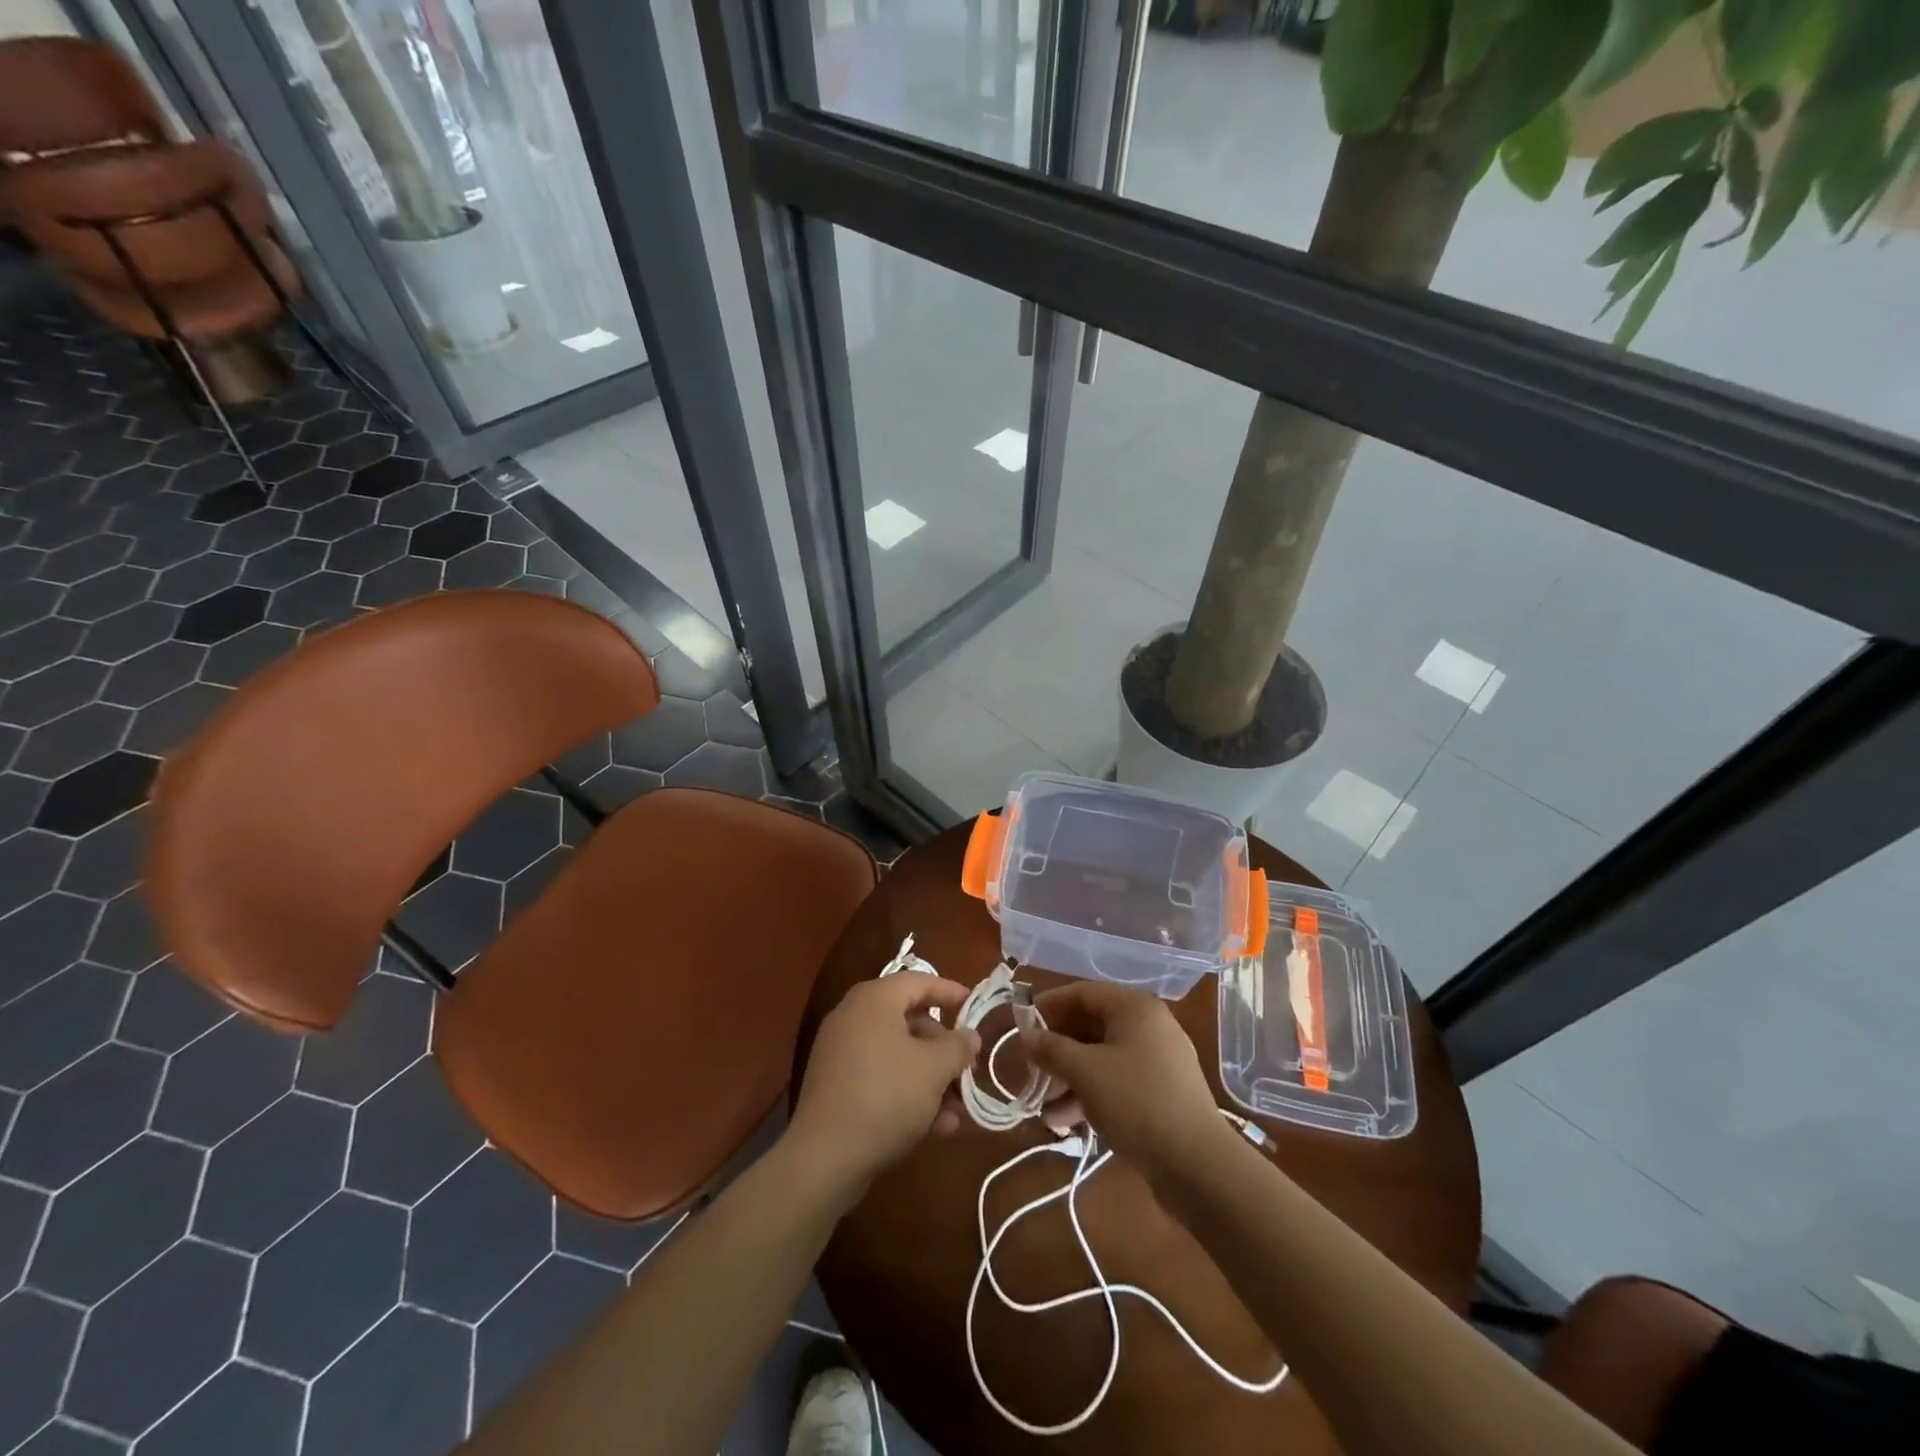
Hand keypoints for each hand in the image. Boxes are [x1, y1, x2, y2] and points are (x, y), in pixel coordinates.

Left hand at [785, 974, 979, 1205]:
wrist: (825, 1158)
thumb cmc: (887, 1096)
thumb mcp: (934, 1069)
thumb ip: (958, 1047)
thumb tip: (969, 1036)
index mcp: (874, 1000)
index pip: (918, 981)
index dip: (950, 992)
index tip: (974, 1007)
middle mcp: (854, 1017)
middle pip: (910, 1020)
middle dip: (943, 1048)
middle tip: (967, 1068)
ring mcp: (841, 1053)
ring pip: (898, 1055)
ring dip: (931, 1078)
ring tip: (958, 1109)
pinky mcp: (836, 1087)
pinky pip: (881, 1078)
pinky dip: (908, 1093)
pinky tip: (936, 1126)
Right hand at [1020, 981, 1227, 1184]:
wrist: (1198, 1165)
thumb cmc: (1137, 1102)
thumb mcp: (1085, 1072)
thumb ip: (1051, 1049)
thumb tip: (1027, 1036)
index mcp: (1135, 1008)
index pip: (1083, 993)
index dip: (1049, 1006)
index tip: (1021, 1026)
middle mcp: (1149, 1026)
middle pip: (1092, 1026)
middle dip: (1058, 1050)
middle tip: (1032, 1069)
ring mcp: (1158, 1061)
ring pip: (1102, 1058)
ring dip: (1070, 1079)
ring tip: (1044, 1109)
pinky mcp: (1162, 1093)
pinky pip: (1118, 1081)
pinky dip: (1092, 1095)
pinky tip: (1066, 1123)